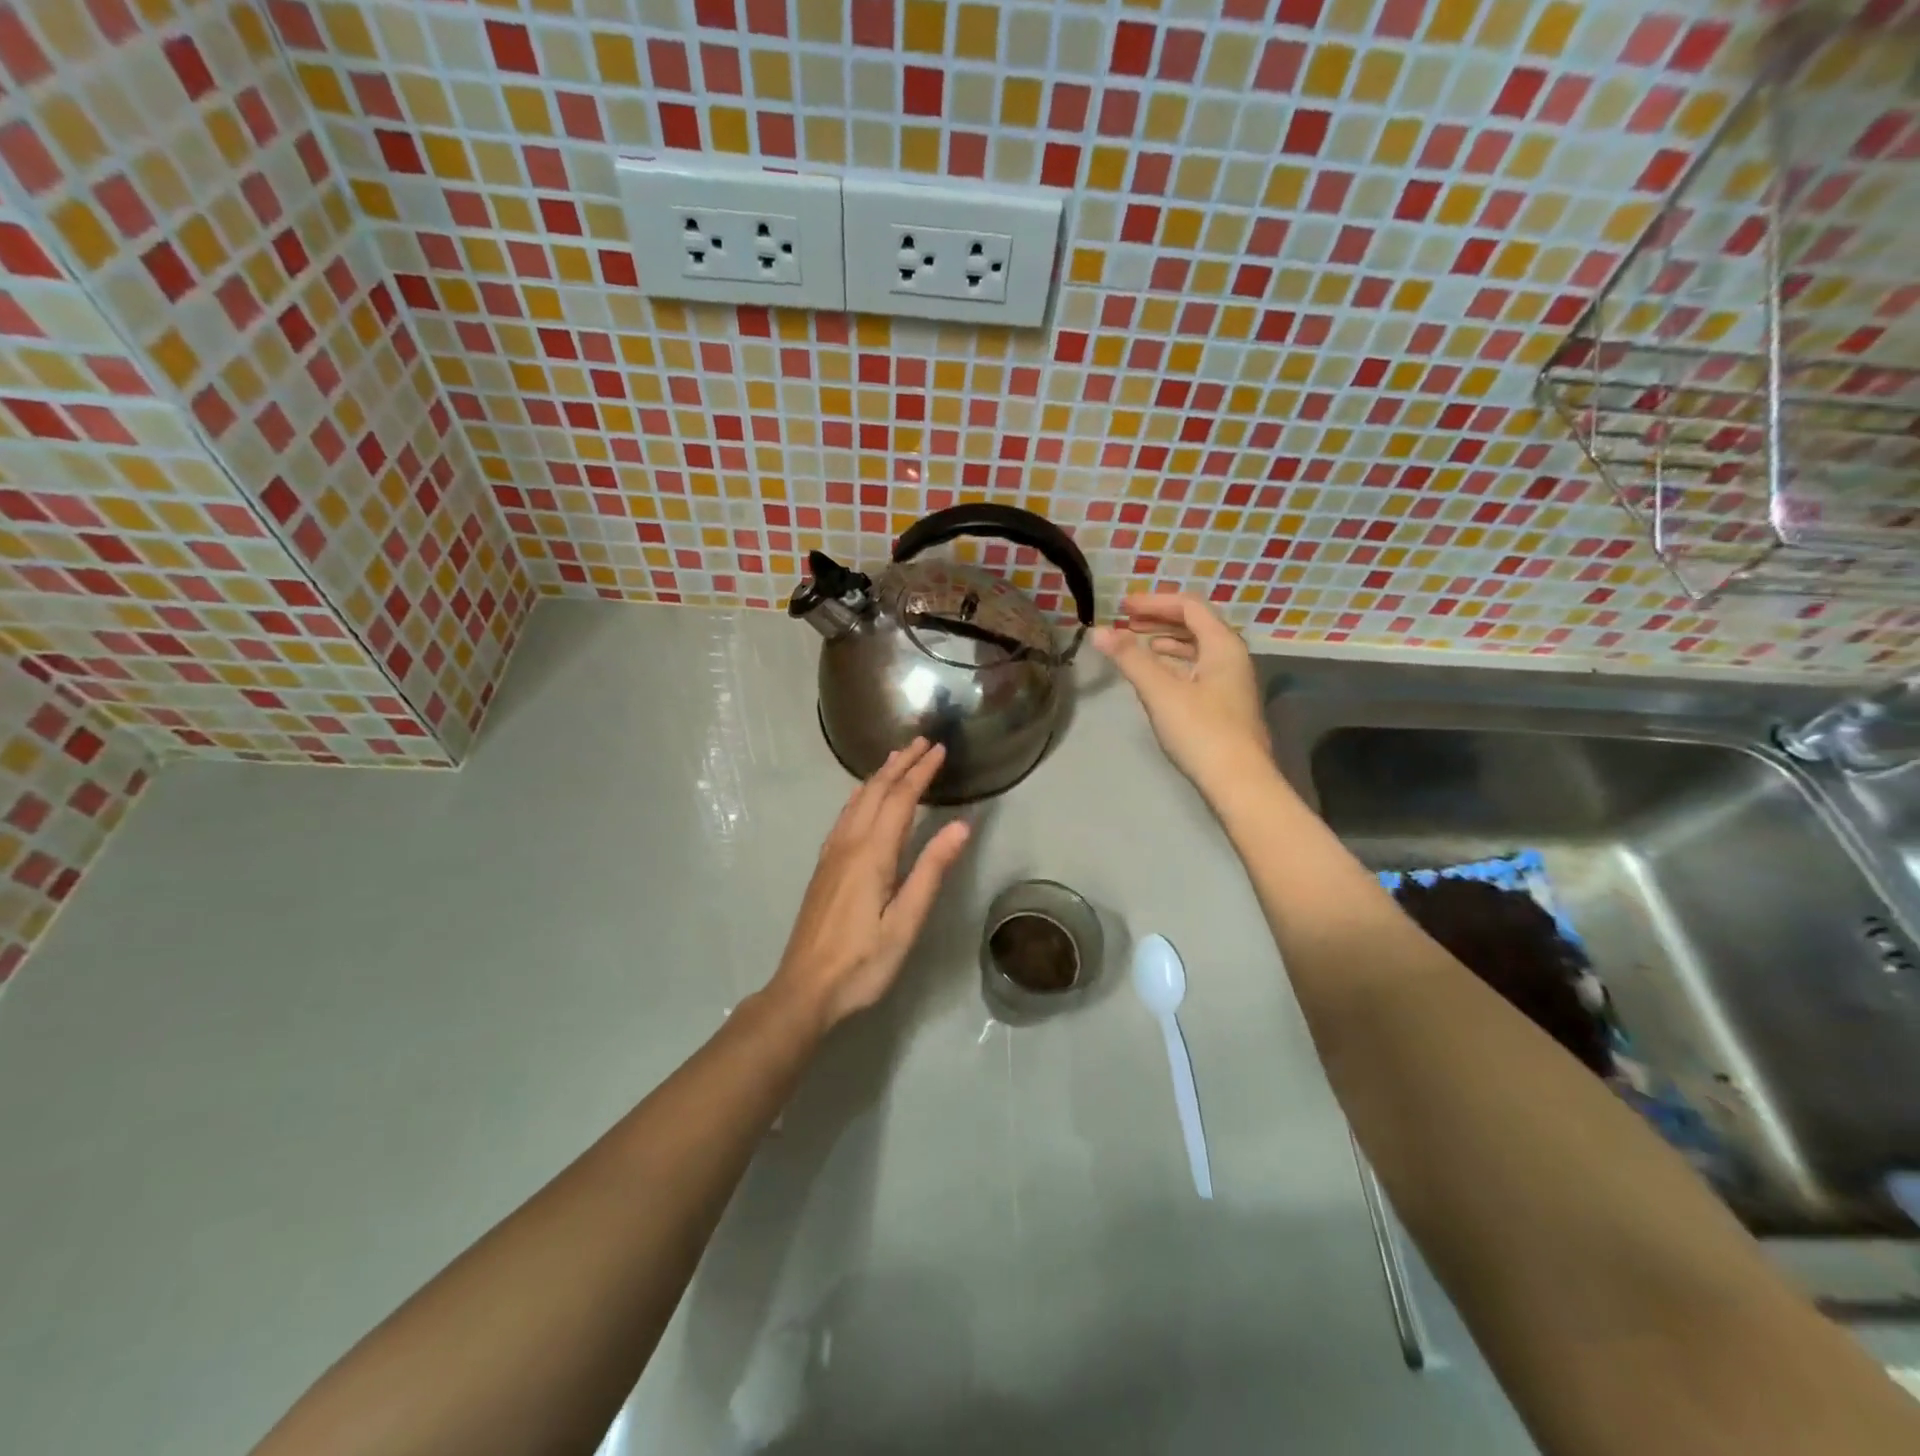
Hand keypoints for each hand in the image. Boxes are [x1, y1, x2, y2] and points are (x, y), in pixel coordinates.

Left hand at [767, 739, 971, 1031]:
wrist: (805, 988)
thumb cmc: (862, 962)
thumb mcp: (905, 921)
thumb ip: (931, 871)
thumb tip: (961, 826)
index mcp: (872, 854)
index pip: (901, 799)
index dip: (921, 772)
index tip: (939, 749)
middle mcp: (849, 844)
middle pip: (875, 792)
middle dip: (899, 764)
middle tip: (920, 741)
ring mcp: (831, 854)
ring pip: (856, 801)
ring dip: (878, 776)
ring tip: (896, 758)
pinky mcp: (824, 867)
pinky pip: (845, 816)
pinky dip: (861, 796)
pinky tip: (862, 799)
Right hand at [1092, 594, 1271, 793]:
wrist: (1239, 782)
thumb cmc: (1201, 731)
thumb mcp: (1160, 691)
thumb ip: (1130, 658)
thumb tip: (1099, 631)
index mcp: (1222, 645)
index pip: (1189, 606)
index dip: (1154, 602)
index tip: (1123, 607)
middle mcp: (1232, 656)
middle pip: (1195, 624)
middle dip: (1159, 619)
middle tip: (1126, 622)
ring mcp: (1231, 681)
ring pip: (1197, 648)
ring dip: (1166, 641)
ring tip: (1136, 644)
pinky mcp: (1225, 704)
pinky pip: (1198, 669)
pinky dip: (1174, 663)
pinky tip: (1156, 675)